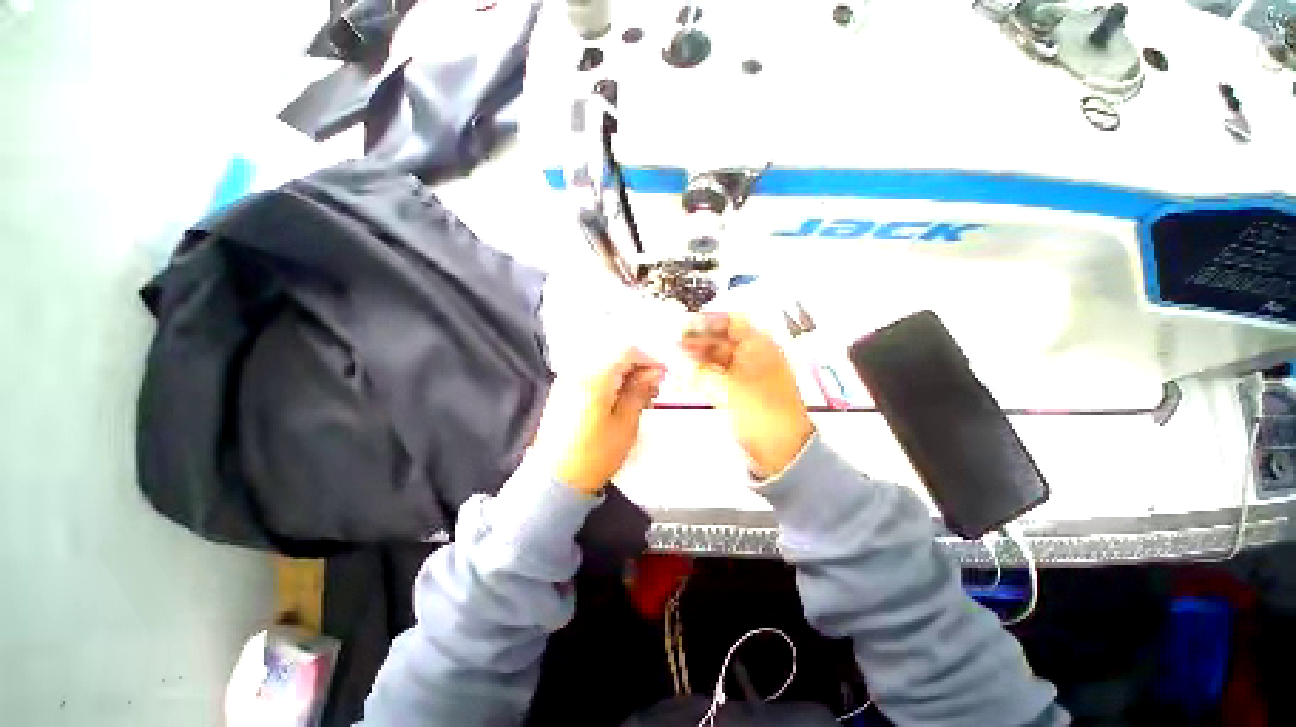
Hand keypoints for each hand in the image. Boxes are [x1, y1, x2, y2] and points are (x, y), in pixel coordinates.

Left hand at [540, 348, 665, 494]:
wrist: (555, 480)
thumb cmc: (594, 455)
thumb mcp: (625, 424)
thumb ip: (640, 392)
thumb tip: (654, 372)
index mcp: (594, 377)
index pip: (626, 351)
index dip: (649, 359)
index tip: (662, 375)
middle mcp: (577, 372)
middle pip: (614, 355)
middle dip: (637, 368)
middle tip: (652, 389)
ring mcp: (566, 380)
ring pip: (603, 364)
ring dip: (624, 375)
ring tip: (637, 397)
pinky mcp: (562, 391)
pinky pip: (591, 374)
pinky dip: (609, 381)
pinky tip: (618, 399)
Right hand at [681, 313, 813, 478]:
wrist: (781, 450)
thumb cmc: (761, 411)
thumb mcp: (730, 388)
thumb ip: (702, 371)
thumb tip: (681, 358)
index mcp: (760, 347)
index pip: (733, 322)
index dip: (709, 321)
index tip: (686, 324)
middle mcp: (753, 356)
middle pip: (723, 340)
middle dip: (699, 339)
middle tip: (674, 341)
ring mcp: (746, 375)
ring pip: (718, 358)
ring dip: (698, 356)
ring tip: (676, 355)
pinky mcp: (739, 392)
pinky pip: (718, 375)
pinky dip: (703, 373)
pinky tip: (686, 373)